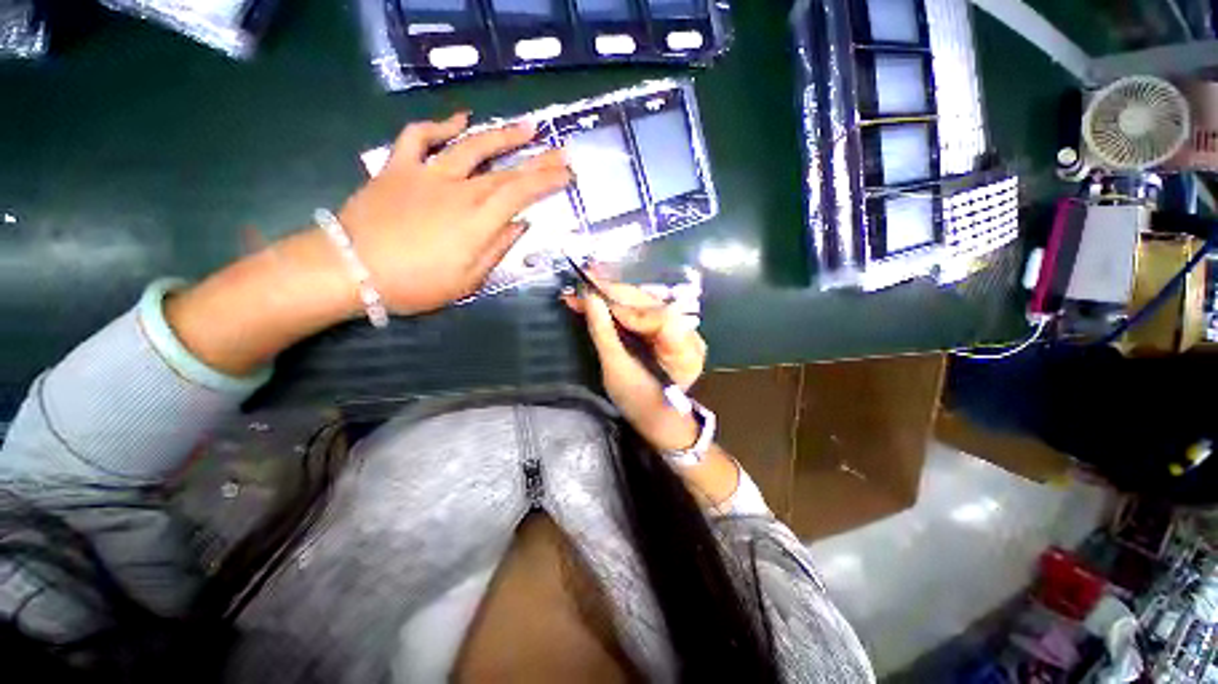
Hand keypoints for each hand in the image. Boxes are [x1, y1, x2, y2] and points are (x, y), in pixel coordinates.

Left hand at [339, 113, 571, 314]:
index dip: (547, 181)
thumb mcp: (468, 280)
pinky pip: (419, 137)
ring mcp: (427, 174)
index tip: (567, 174)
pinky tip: (459, 121)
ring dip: (502, 135)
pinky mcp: (399, 167)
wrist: (351, 269)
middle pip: (505, 170)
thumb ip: (497, 249)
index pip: (522, 193)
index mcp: (478, 220)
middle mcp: (459, 189)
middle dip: (538, 160)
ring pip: (471, 146)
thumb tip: (519, 225)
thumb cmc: (416, 284)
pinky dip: (439, 125)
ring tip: (526, 127)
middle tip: (561, 151)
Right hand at [563, 280, 707, 451]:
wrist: (657, 419)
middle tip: (583, 283)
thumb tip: (589, 298)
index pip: (655, 316)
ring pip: (645, 304)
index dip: (623, 305)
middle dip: (614, 294)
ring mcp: (681, 329)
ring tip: (587, 290)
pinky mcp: (670, 329)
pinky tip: (601, 300)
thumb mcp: (616, 370)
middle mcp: (689, 334)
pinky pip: (644, 312)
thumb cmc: (639, 402)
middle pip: (650, 304)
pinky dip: (621, 307)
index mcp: (684, 351)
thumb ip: (604, 332)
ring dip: (614, 297)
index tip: (592, 297)